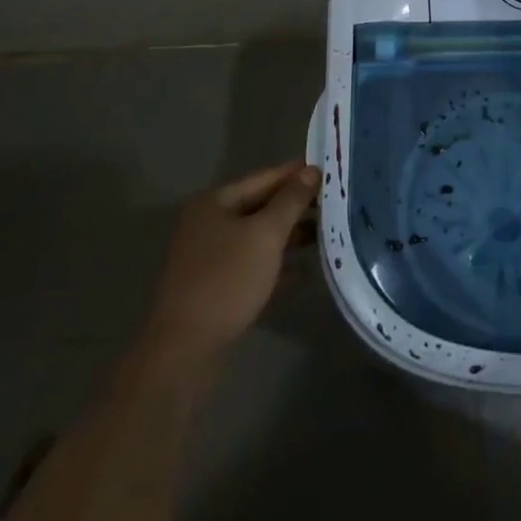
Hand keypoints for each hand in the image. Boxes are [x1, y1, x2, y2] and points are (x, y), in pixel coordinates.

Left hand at [145, 161, 320, 361]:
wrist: (185, 350)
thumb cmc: (227, 280)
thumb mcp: (265, 234)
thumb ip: (291, 200)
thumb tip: (311, 170)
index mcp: (215, 203)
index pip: (265, 177)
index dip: (298, 173)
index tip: (331, 171)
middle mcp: (209, 224)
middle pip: (261, 206)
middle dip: (297, 207)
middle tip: (335, 204)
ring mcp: (210, 257)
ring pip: (258, 238)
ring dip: (290, 237)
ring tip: (327, 235)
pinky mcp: (215, 287)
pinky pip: (253, 266)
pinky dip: (277, 266)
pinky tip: (304, 272)